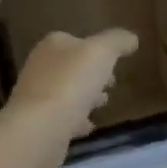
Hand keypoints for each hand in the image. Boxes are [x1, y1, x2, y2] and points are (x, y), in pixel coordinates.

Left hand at [7, 29, 139, 139]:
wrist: (40, 128)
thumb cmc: (71, 82)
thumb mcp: (102, 51)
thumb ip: (118, 41)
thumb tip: (131, 39)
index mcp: (53, 46)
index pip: (76, 40)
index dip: (96, 49)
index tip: (114, 62)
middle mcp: (40, 67)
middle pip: (71, 67)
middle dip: (91, 74)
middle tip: (111, 84)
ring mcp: (35, 97)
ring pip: (66, 92)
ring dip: (84, 97)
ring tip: (102, 105)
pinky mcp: (36, 124)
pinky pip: (61, 118)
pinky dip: (75, 120)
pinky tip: (87, 127)